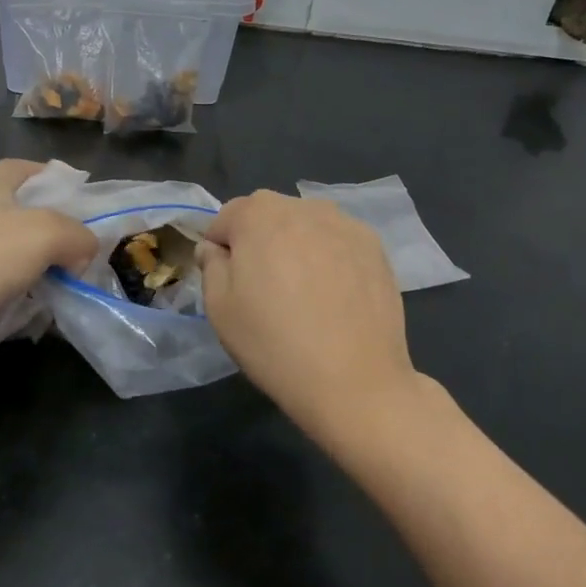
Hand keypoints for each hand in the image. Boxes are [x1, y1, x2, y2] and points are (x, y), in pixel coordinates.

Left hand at [0, 160, 96, 395]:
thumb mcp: (46, 232)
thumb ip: (78, 234)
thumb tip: (84, 252)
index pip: (16, 169)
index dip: (46, 174)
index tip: (78, 193)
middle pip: (21, 216)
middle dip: (54, 230)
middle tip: (85, 249)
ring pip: (15, 258)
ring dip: (43, 270)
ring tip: (72, 285)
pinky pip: (5, 294)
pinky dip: (25, 302)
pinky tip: (43, 315)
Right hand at [200, 190, 435, 459]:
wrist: (354, 379)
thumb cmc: (274, 343)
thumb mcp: (219, 308)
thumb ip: (211, 266)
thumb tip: (214, 248)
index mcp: (258, 215)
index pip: (226, 217)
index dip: (221, 248)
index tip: (228, 283)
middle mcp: (303, 207)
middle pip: (268, 215)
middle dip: (259, 241)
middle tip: (264, 289)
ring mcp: (344, 223)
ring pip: (306, 226)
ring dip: (296, 246)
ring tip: (302, 292)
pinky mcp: (374, 246)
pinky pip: (337, 242)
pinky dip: (329, 257)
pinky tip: (333, 296)